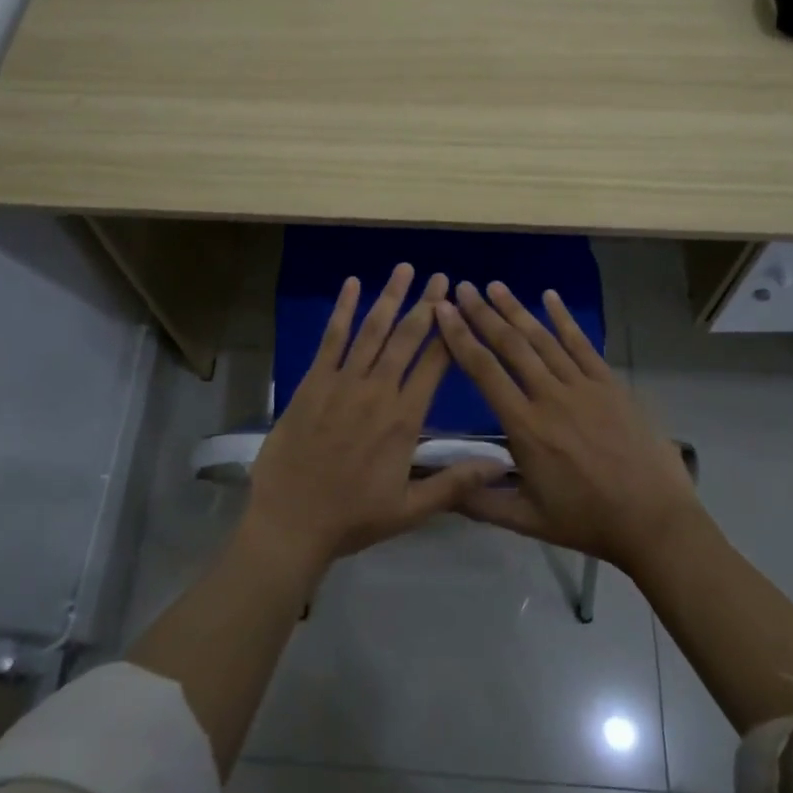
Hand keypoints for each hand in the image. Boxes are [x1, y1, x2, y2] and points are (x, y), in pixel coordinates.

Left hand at [244, 264, 501, 577]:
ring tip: (405, 269)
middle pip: (407, 339)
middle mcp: (377, 392)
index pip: (434, 366)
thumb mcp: (411, 510)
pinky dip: (343, 310)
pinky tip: (353, 285)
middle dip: (426, 305)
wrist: (291, 523)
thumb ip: (455, 483)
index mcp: (404, 420)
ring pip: (372, 331)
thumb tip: (501, 463)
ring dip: (390, 297)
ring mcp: (342, 383)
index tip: (462, 309)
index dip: (450, 334)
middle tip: (441, 277)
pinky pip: (331, 339)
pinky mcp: (313, 383)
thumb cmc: (352, 518)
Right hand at [434, 280, 699, 573]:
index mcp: (526, 427)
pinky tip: (549, 296)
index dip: (460, 337)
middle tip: (464, 287)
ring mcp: (583, 386)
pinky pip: (582, 344)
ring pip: (543, 339)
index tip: (444, 310)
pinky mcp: (609, 384)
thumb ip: (479, 501)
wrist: (653, 520)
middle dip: (484, 314)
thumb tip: (437, 486)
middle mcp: (550, 396)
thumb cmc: (587, 520)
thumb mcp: (526, 520)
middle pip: (511, 345)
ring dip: (516, 310)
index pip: (484, 372)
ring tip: (495, 286)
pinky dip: (564, 319)